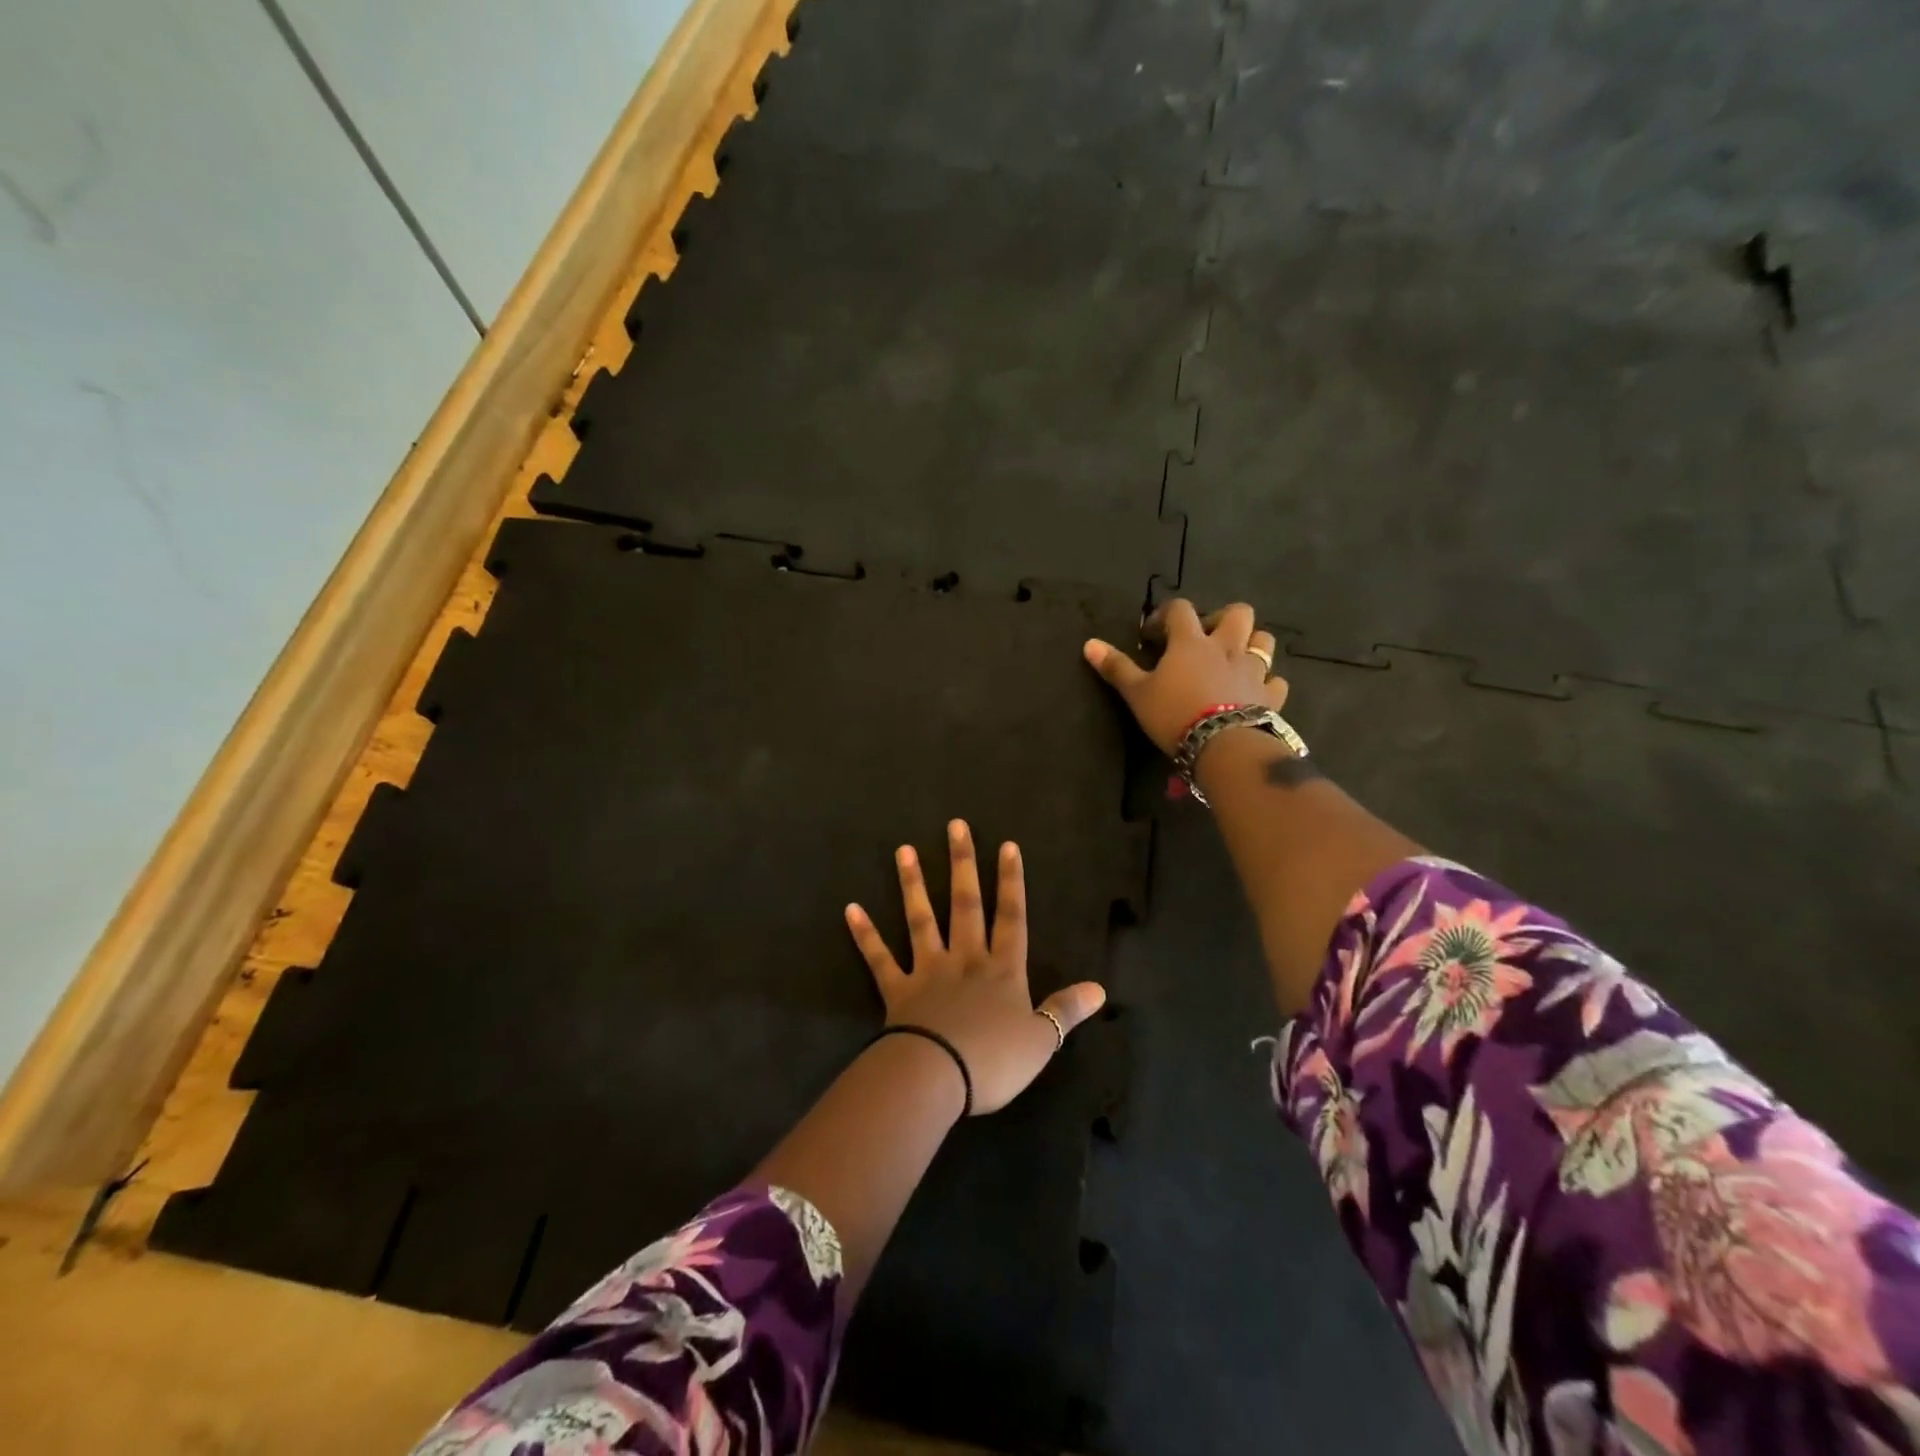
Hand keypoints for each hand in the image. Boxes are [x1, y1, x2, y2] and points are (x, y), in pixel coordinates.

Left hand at [845, 820, 1106, 1114]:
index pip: (1012, 917)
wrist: (938, 1076)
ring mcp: (928, 971)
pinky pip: (879, 958)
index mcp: (1002, 970)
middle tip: (954, 826)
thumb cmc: (994, 1061)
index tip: (1007, 845)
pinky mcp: (897, 990)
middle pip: (965, 904)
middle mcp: (966, 960)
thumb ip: (1066, 1010)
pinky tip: (851, 909)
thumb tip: (1100, 988)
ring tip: (904, 850)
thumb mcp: (1042, 1040)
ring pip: (921, 920)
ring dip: (913, 884)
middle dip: (962, 864)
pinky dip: (865, 934)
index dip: (1011, 882)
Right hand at [1083, 599, 1288, 754]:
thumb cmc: (1174, 715)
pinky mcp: (1270, 696)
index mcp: (1191, 642)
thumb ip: (1116, 667)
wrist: (1222, 746)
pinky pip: (1276, 681)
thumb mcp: (1136, 693)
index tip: (1154, 635)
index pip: (1180, 609)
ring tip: (1235, 659)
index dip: (1166, 615)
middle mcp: (1226, 647)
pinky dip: (1268, 683)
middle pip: (1237, 613)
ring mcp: (1253, 670)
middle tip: (1206, 638)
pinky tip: (1256, 692)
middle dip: (1222, 618)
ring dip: (1252, 643)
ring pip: (1264, 640)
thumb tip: (1089, 643)